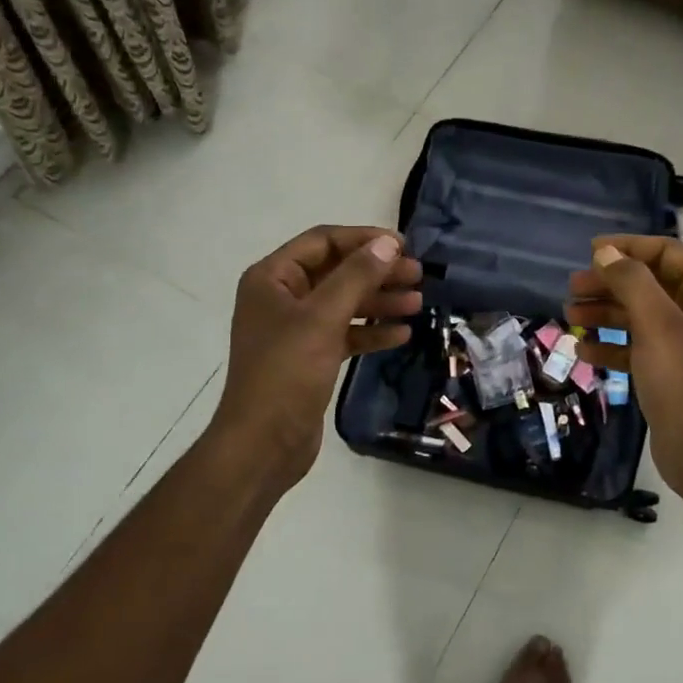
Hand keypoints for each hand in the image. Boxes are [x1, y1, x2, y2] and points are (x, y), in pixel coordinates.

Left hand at [210, 225, 422, 491]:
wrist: (263, 443)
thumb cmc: (287, 372)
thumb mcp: (323, 318)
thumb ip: (357, 276)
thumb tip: (388, 242)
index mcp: (272, 278)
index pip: (323, 242)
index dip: (364, 239)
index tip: (404, 246)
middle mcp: (281, 298)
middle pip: (337, 272)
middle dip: (377, 272)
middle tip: (418, 275)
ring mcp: (295, 330)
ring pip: (344, 304)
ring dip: (380, 301)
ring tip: (418, 303)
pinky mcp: (310, 358)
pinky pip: (345, 334)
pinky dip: (371, 331)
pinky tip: (402, 334)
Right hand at [567, 235, 682, 500]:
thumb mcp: (656, 324)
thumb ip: (631, 282)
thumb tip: (606, 252)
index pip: (667, 253)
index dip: (628, 248)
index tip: (590, 252)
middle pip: (649, 284)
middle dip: (609, 284)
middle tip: (572, 289)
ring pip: (640, 316)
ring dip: (605, 314)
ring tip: (570, 318)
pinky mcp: (671, 371)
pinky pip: (638, 347)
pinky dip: (612, 346)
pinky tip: (584, 353)